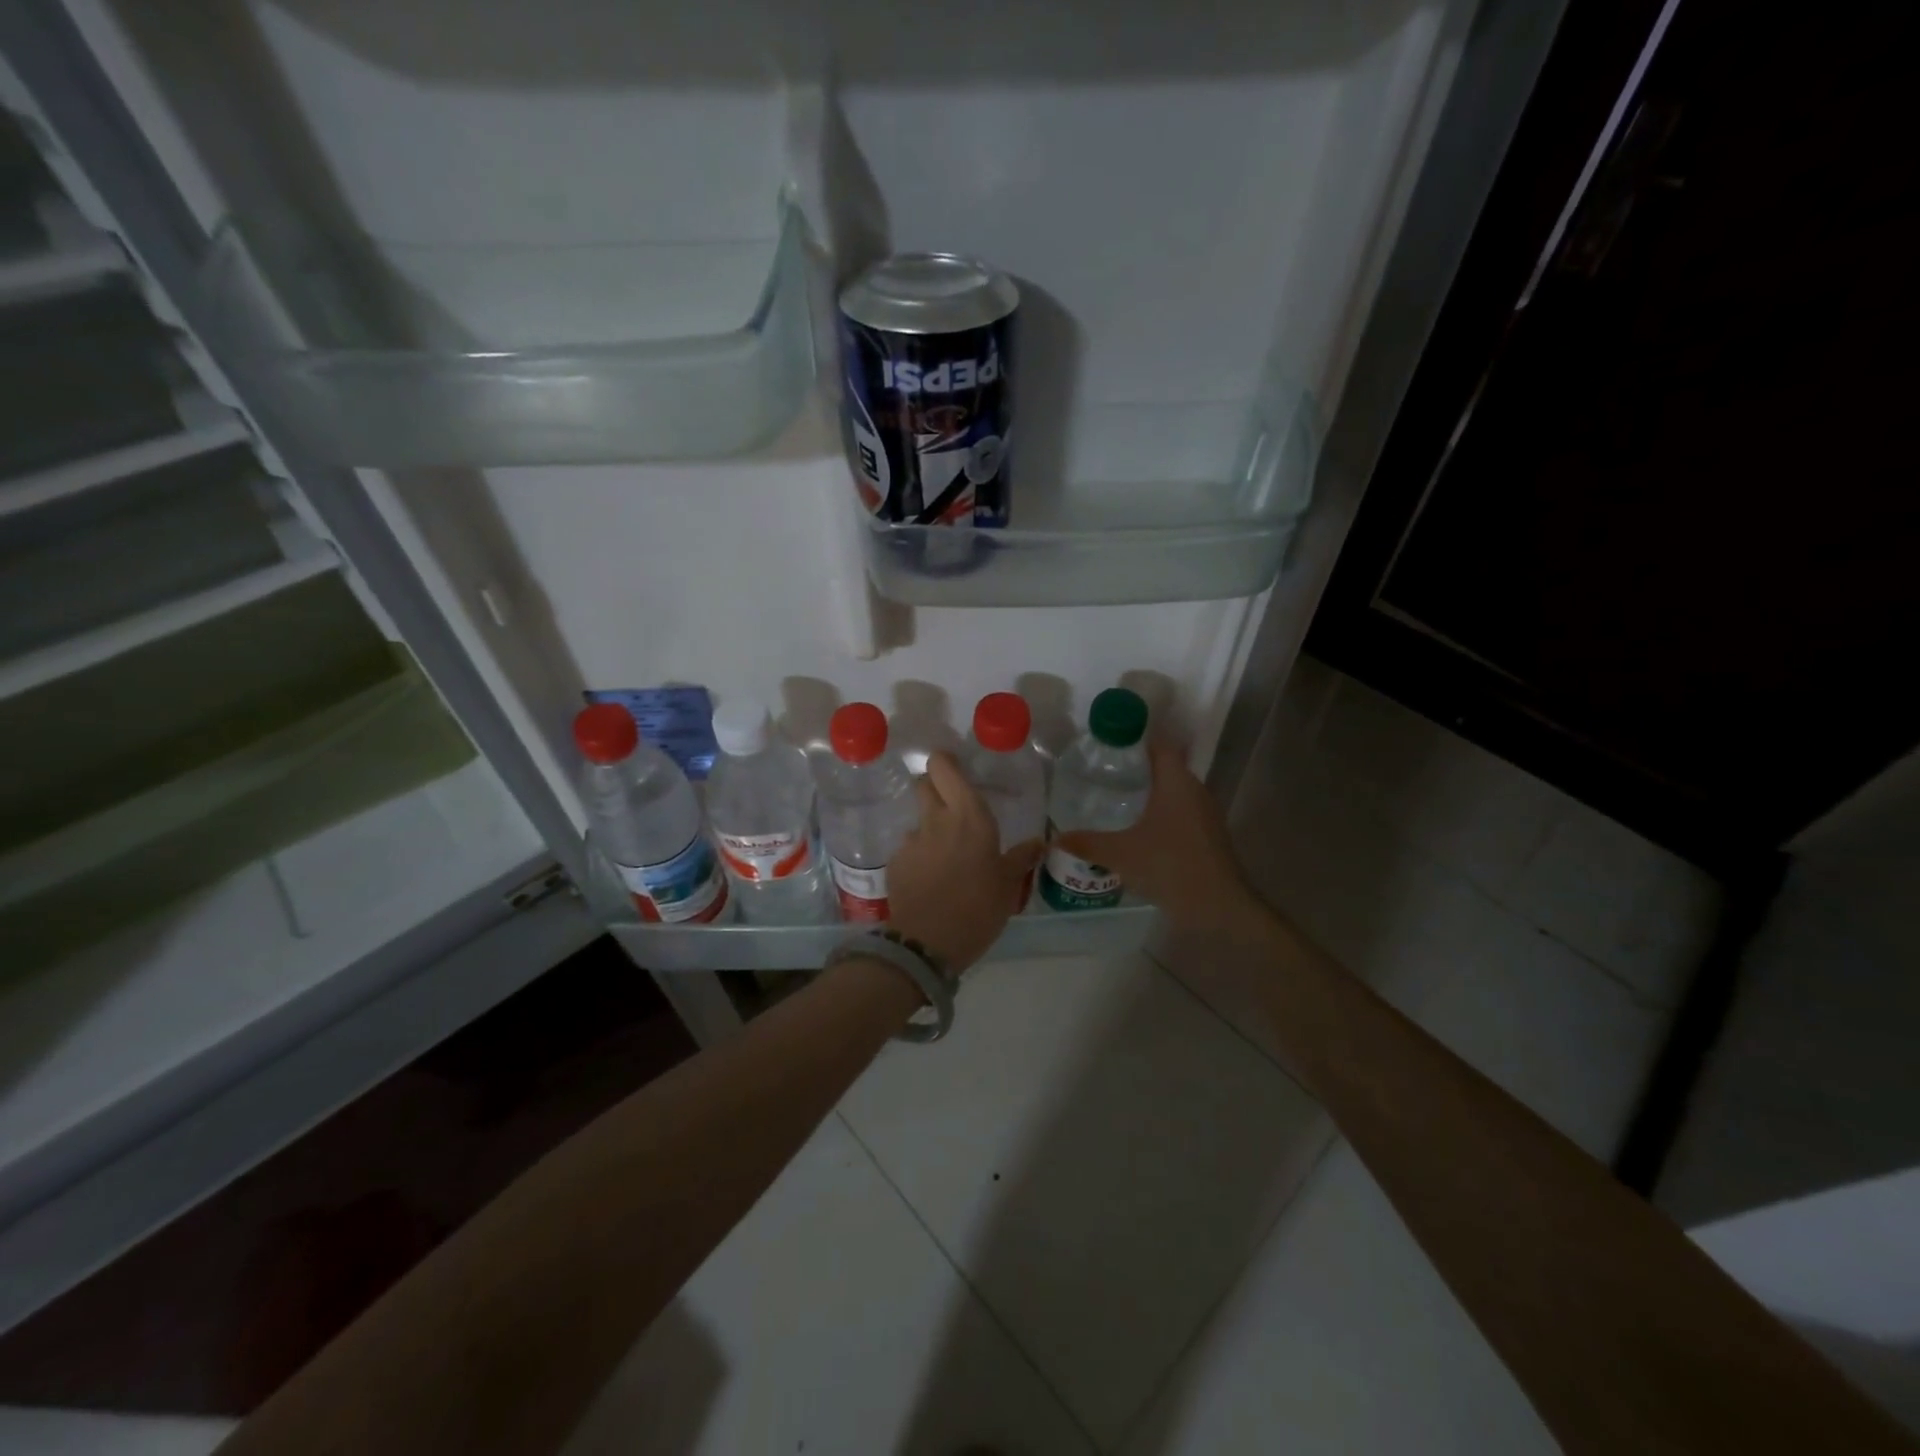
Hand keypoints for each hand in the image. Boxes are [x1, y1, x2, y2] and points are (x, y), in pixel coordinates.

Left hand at [888, 751, 1042, 972]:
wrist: (928, 942)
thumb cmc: (978, 908)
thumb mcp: (1009, 885)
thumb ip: (1021, 858)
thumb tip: (1039, 842)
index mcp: (969, 815)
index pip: (944, 767)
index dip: (946, 762)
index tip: (956, 770)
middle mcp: (936, 819)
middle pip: (925, 784)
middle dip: (934, 787)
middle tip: (952, 806)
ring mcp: (911, 840)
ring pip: (918, 820)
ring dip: (929, 828)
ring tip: (944, 856)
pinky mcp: (895, 862)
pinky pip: (909, 849)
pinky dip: (919, 857)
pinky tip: (930, 880)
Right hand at [1055, 739, 1260, 935]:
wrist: (1218, 908)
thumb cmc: (1170, 866)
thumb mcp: (1120, 854)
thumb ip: (1086, 843)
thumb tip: (1054, 838)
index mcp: (1176, 782)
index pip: (1160, 746)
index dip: (1137, 741)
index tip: (1110, 747)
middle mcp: (1195, 791)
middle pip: (1166, 769)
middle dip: (1137, 770)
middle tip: (1104, 776)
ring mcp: (1206, 815)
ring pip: (1174, 794)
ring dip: (1149, 796)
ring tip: (1115, 802)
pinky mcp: (1208, 837)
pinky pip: (1180, 815)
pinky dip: (1160, 817)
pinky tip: (1138, 833)